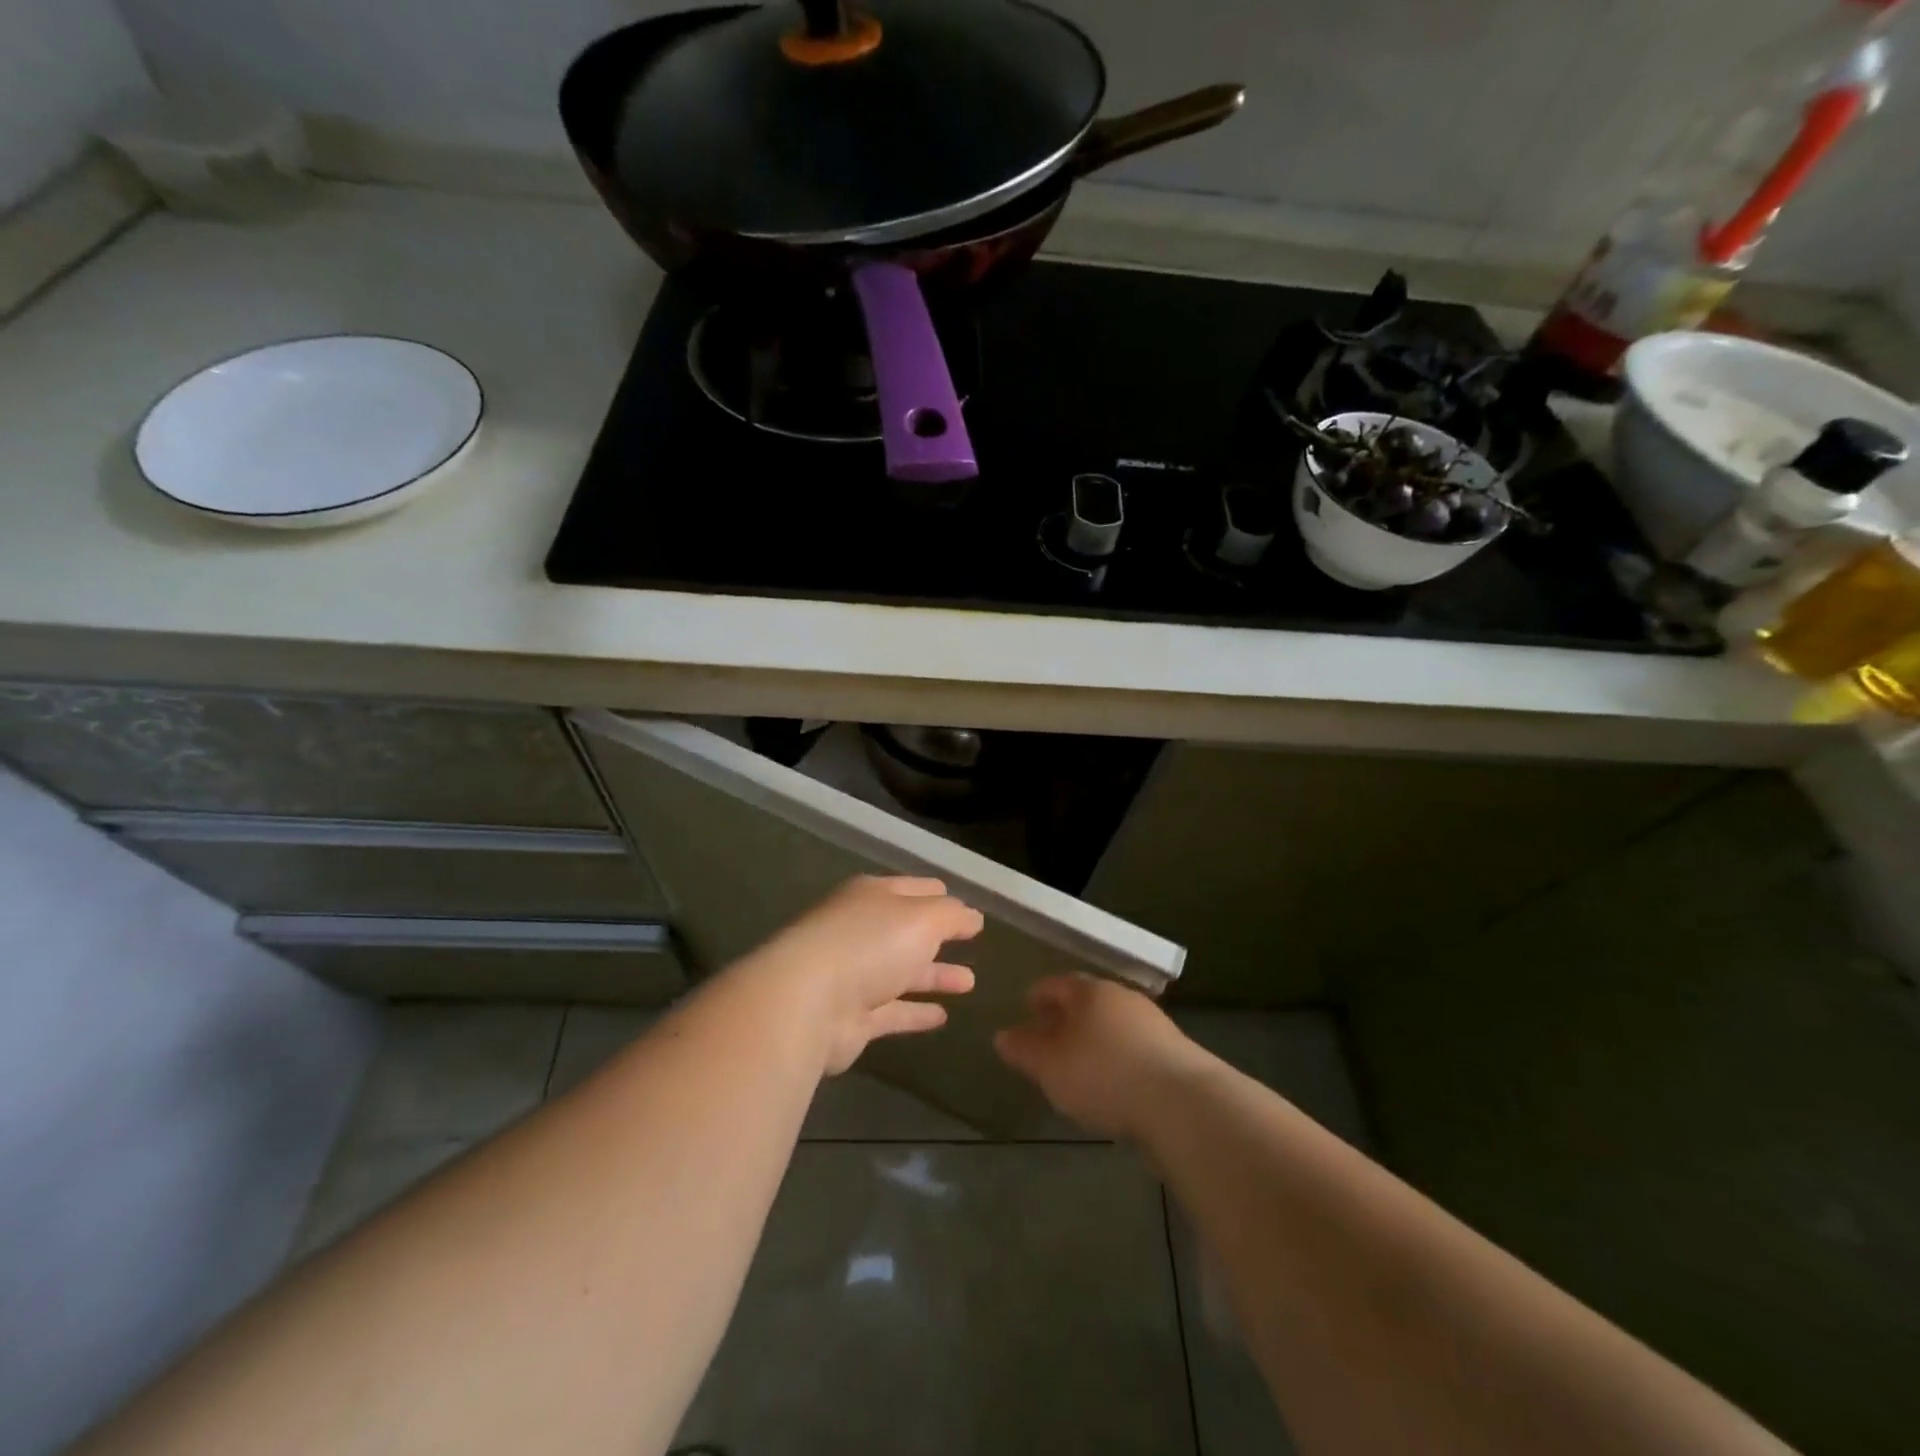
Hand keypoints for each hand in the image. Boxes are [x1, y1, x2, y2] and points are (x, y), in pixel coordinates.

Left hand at [743, 876, 982, 1075]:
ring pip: (902, 972)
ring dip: (934, 976)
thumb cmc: (869, 944)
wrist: (808, 1002)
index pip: (915, 889)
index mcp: (872, 896)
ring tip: (970, 983)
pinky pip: (892, 1012)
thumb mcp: (923, 918)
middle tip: (973, 944)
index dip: (943, 898)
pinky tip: (943, 1017)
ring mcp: (852, 974)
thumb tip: (973, 916)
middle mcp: (860, 931)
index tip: (970, 912)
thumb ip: (952, 916)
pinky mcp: (851, 1017)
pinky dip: (915, 1013)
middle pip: (907, 931)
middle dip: (939, 937)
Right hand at [994, 974, 1207, 1139]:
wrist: (1181, 1101)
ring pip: (1112, 1023)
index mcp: (1088, 991)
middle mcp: (1120, 996)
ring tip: (1081, 1065)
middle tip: (1050, 1039)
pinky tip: (1115, 1082)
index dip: (1038, 996)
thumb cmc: (1102, 1073)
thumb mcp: (1048, 1065)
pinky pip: (1134, 1046)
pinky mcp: (1174, 1051)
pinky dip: (1118, 1057)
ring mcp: (1152, 1021)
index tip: (1026, 1009)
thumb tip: (1002, 1035)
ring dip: (1095, 1038)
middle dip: (1066, 1017)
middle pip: (1086, 1000)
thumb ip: (1023, 1049)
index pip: (1055, 984)